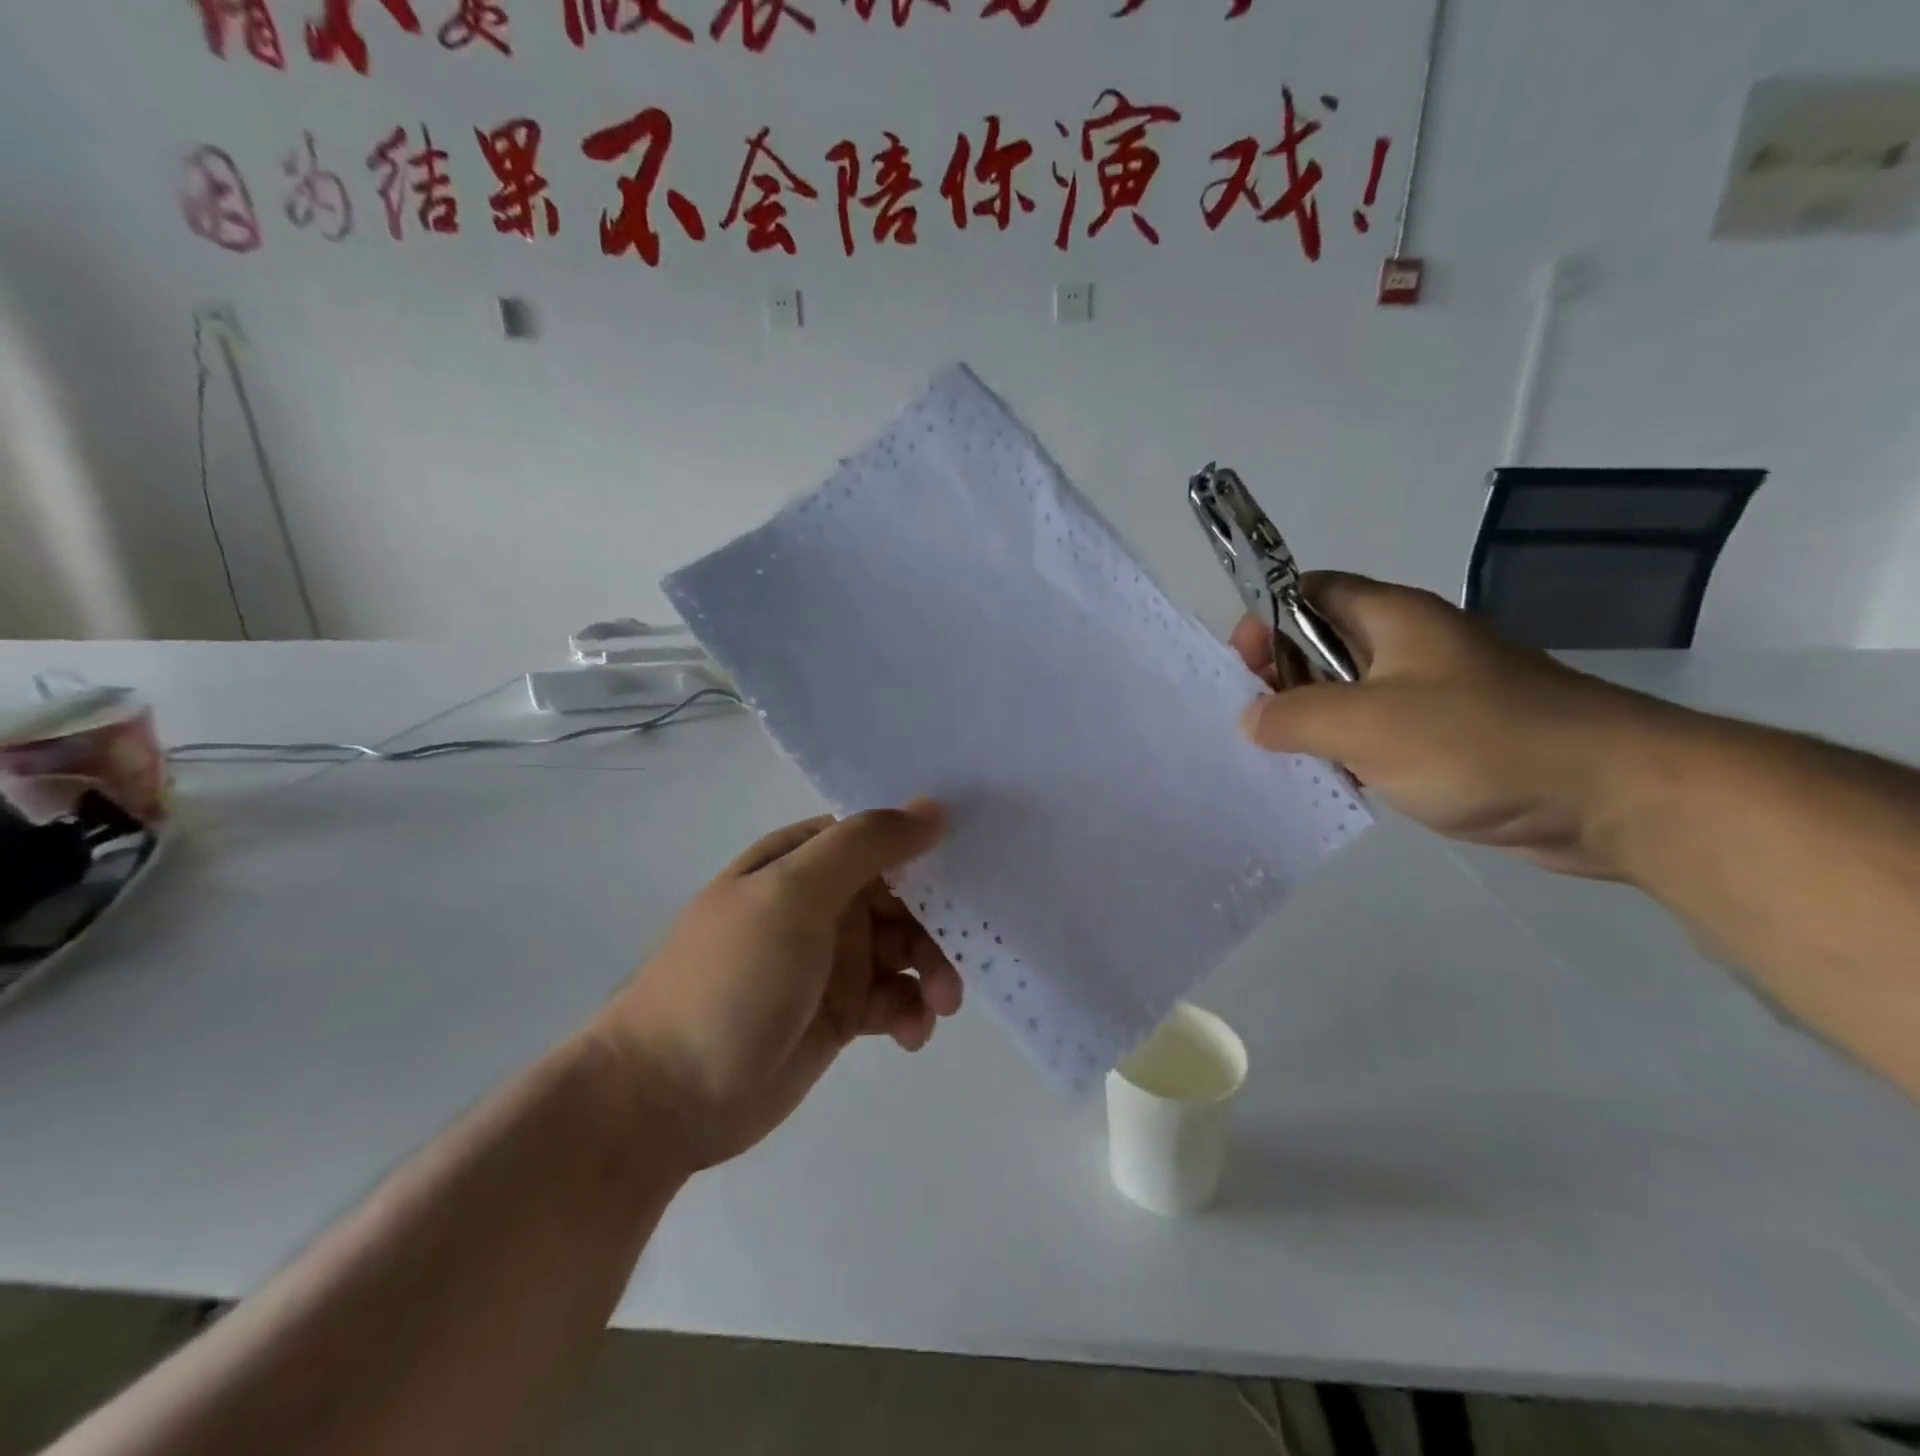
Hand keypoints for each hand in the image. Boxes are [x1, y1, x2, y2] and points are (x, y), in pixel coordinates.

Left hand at [590, 801, 961, 1171]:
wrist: (664, 1098)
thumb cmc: (731, 979)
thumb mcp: (793, 896)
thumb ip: (864, 845)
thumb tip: (932, 806)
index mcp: (804, 861)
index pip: (880, 837)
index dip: (927, 847)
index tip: (979, 865)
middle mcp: (822, 903)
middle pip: (904, 895)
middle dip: (938, 922)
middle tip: (960, 959)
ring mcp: (831, 959)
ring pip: (907, 949)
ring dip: (933, 970)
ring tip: (940, 1006)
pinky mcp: (840, 1013)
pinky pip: (895, 999)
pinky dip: (912, 1012)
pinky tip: (910, 1036)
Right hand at [1233, 574, 1678, 877]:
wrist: (1614, 796)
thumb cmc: (1482, 742)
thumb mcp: (1367, 724)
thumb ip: (1295, 716)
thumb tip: (1251, 719)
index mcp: (1391, 618)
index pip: (1305, 593)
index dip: (1265, 621)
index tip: (1244, 672)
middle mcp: (1409, 646)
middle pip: (1320, 644)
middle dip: (1281, 681)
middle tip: (1262, 727)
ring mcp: (1430, 693)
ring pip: (1346, 695)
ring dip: (1313, 725)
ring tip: (1292, 762)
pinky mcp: (1448, 738)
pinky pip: (1377, 735)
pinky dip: (1348, 755)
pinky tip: (1339, 785)